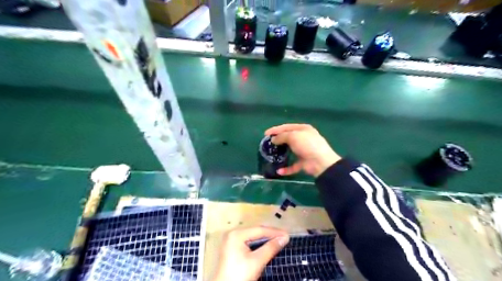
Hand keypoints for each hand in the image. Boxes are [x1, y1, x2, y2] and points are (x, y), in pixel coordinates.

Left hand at [212, 226, 289, 280]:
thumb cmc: (240, 275)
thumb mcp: (257, 261)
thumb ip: (271, 248)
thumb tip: (284, 238)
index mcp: (236, 234)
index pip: (259, 230)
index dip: (274, 232)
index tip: (287, 234)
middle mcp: (233, 234)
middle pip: (255, 232)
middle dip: (270, 234)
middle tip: (284, 237)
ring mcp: (231, 241)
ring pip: (252, 236)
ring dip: (265, 239)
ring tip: (278, 239)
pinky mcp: (232, 248)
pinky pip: (248, 242)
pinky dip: (258, 244)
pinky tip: (267, 245)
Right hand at [263, 124, 340, 175]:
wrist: (320, 162)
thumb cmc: (307, 144)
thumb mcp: (293, 136)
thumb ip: (281, 136)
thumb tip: (273, 139)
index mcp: (303, 129)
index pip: (287, 127)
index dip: (276, 129)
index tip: (265, 133)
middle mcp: (304, 139)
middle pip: (288, 138)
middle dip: (278, 140)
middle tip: (268, 143)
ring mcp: (304, 151)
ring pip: (290, 151)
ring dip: (281, 153)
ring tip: (271, 154)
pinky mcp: (304, 163)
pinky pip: (293, 165)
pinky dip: (286, 169)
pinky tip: (279, 171)